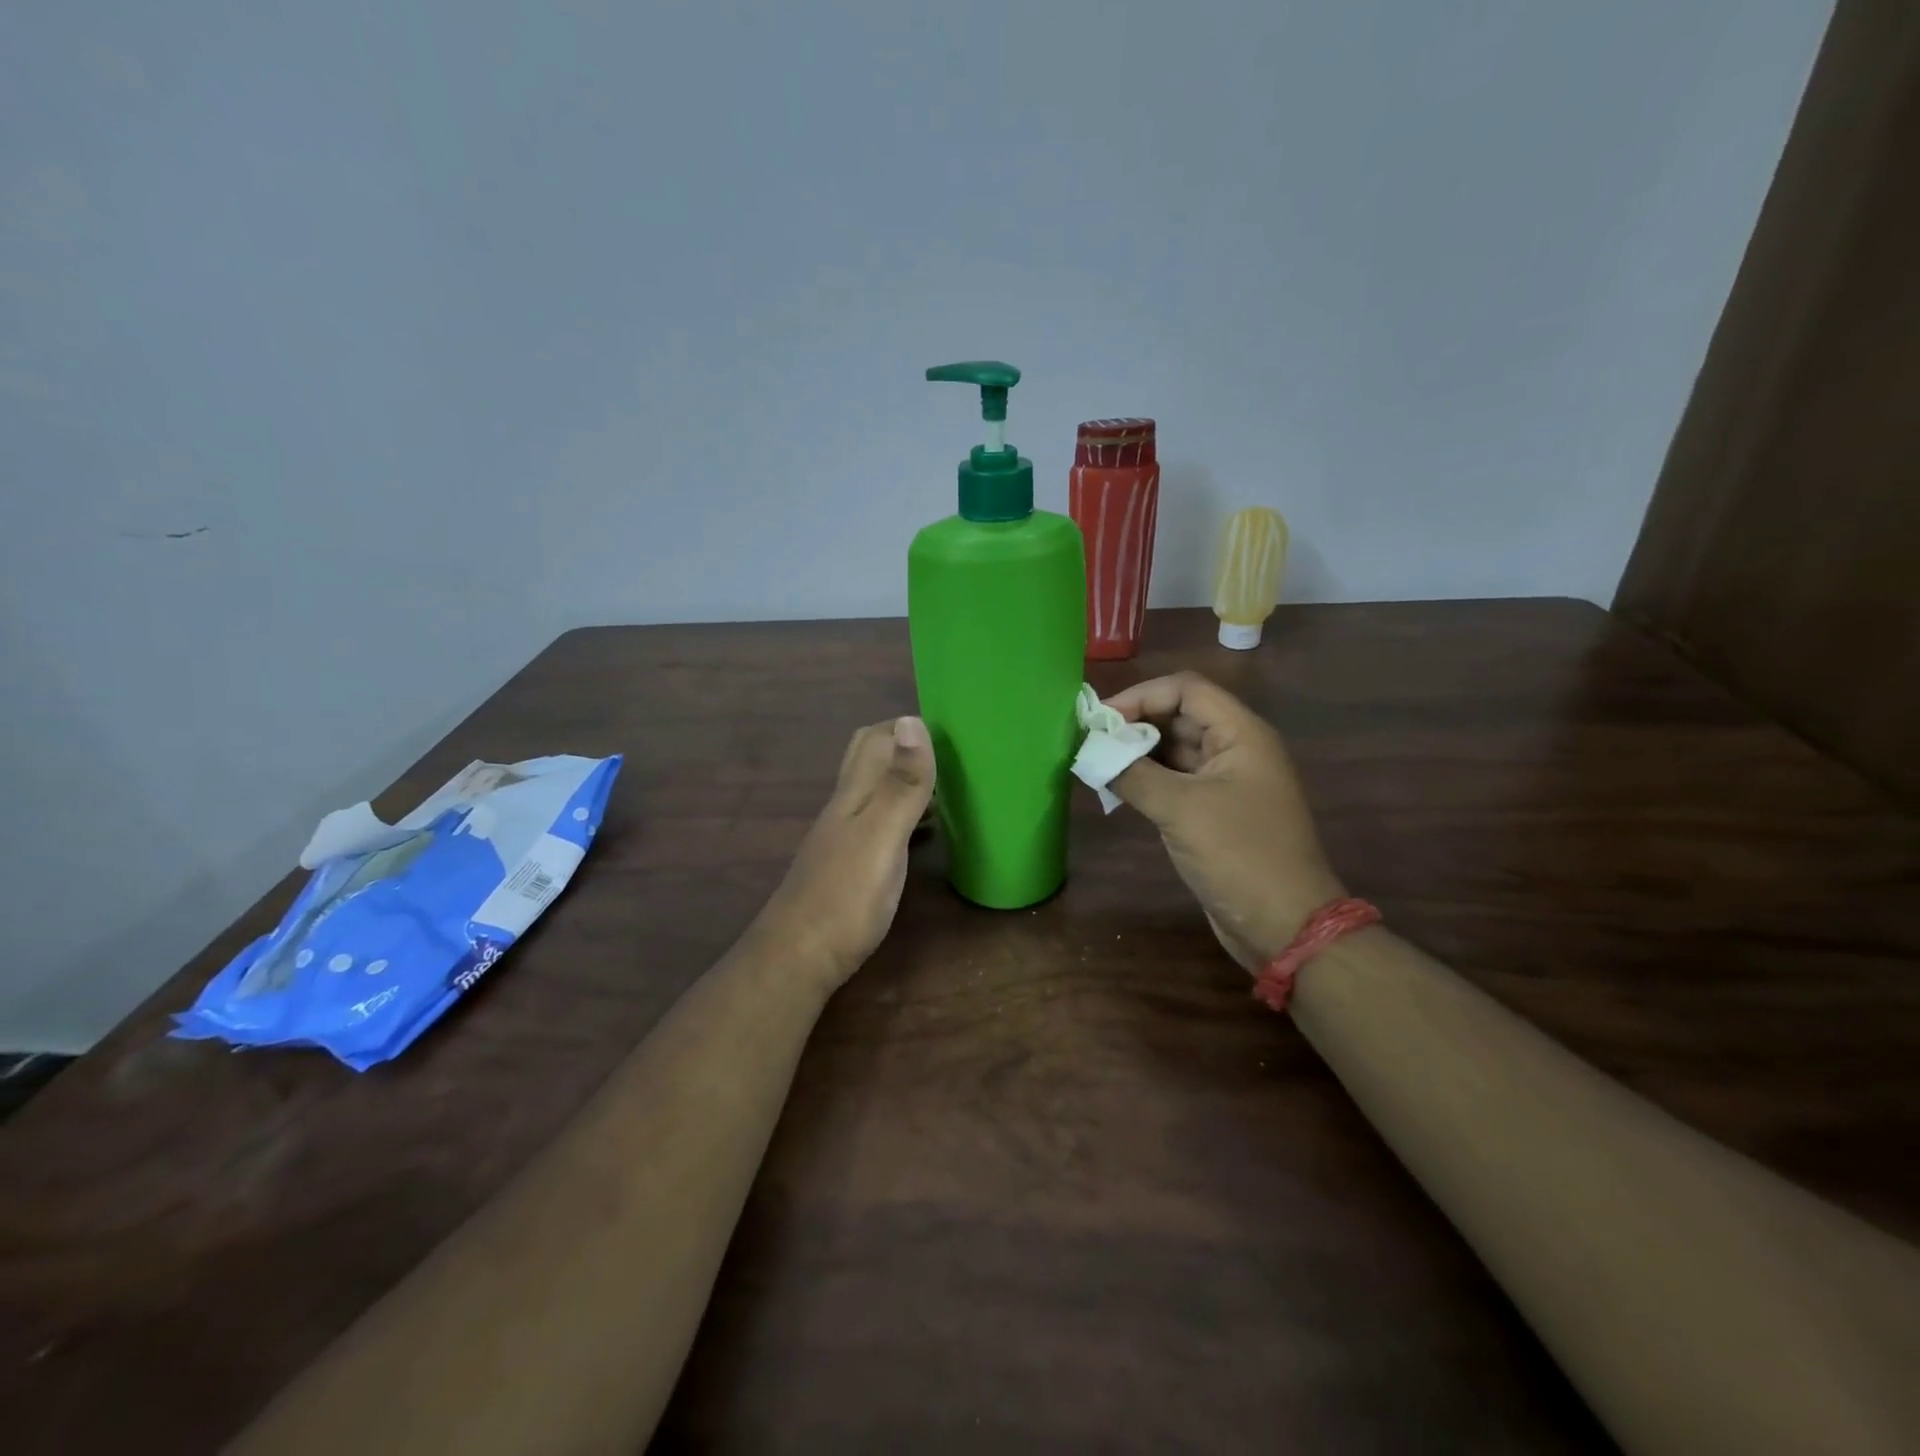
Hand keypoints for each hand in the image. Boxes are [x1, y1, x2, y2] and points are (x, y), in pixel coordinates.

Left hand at [755, 716, 935, 988]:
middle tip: (948, 753)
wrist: (797, 960)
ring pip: (875, 789)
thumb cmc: (844, 899)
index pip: (878, 737)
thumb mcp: (881, 838)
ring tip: (947, 784)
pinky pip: (881, 822)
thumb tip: (912, 719)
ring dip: (906, 777)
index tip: (953, 727)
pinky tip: (924, 831)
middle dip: (905, 743)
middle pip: (869, 756)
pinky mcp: (851, 864)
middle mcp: (846, 807)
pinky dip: (906, 814)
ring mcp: (845, 836)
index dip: (910, 724)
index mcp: (854, 793)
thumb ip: (900, 785)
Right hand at [1105, 672, 1344, 970]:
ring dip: (1137, 753)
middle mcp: (1236, 748)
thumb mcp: (1181, 809)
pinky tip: (1115, 789)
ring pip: (1175, 749)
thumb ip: (1132, 774)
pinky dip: (1146, 779)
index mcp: (1241, 734)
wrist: (1284, 924)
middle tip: (1090, 741)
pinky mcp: (1215, 810)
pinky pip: (1176, 780)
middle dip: (1134, 724)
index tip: (1100, 720)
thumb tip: (1092, 753)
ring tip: (1096, 763)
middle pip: (1179, 716)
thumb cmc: (1239, 855)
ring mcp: (1226, 781)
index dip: (1141, 695)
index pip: (1186, 689)